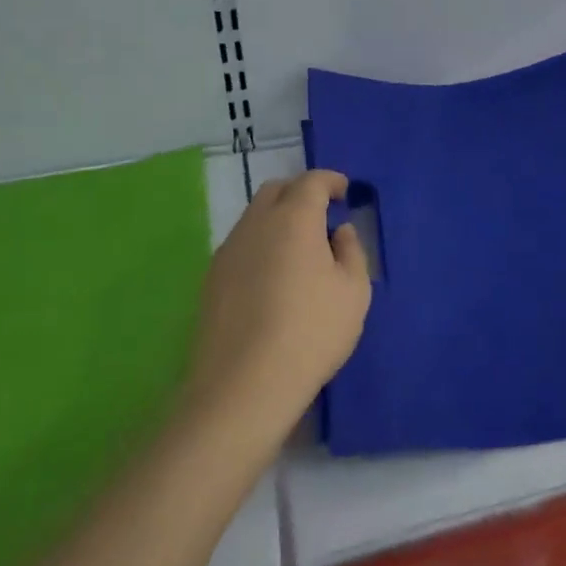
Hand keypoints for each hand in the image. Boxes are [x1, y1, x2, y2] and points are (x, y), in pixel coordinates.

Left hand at [183, 170, 371, 440]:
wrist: (244, 385)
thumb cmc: (312, 332)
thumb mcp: (354, 291)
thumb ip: (351, 251)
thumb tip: (338, 232)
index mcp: (293, 219)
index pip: (311, 182)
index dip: (330, 181)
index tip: (344, 190)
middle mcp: (256, 224)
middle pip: (276, 190)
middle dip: (300, 192)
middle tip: (321, 212)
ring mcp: (228, 251)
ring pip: (254, 217)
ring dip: (278, 218)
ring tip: (300, 246)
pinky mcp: (212, 279)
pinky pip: (241, 244)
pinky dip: (261, 243)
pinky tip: (274, 274)